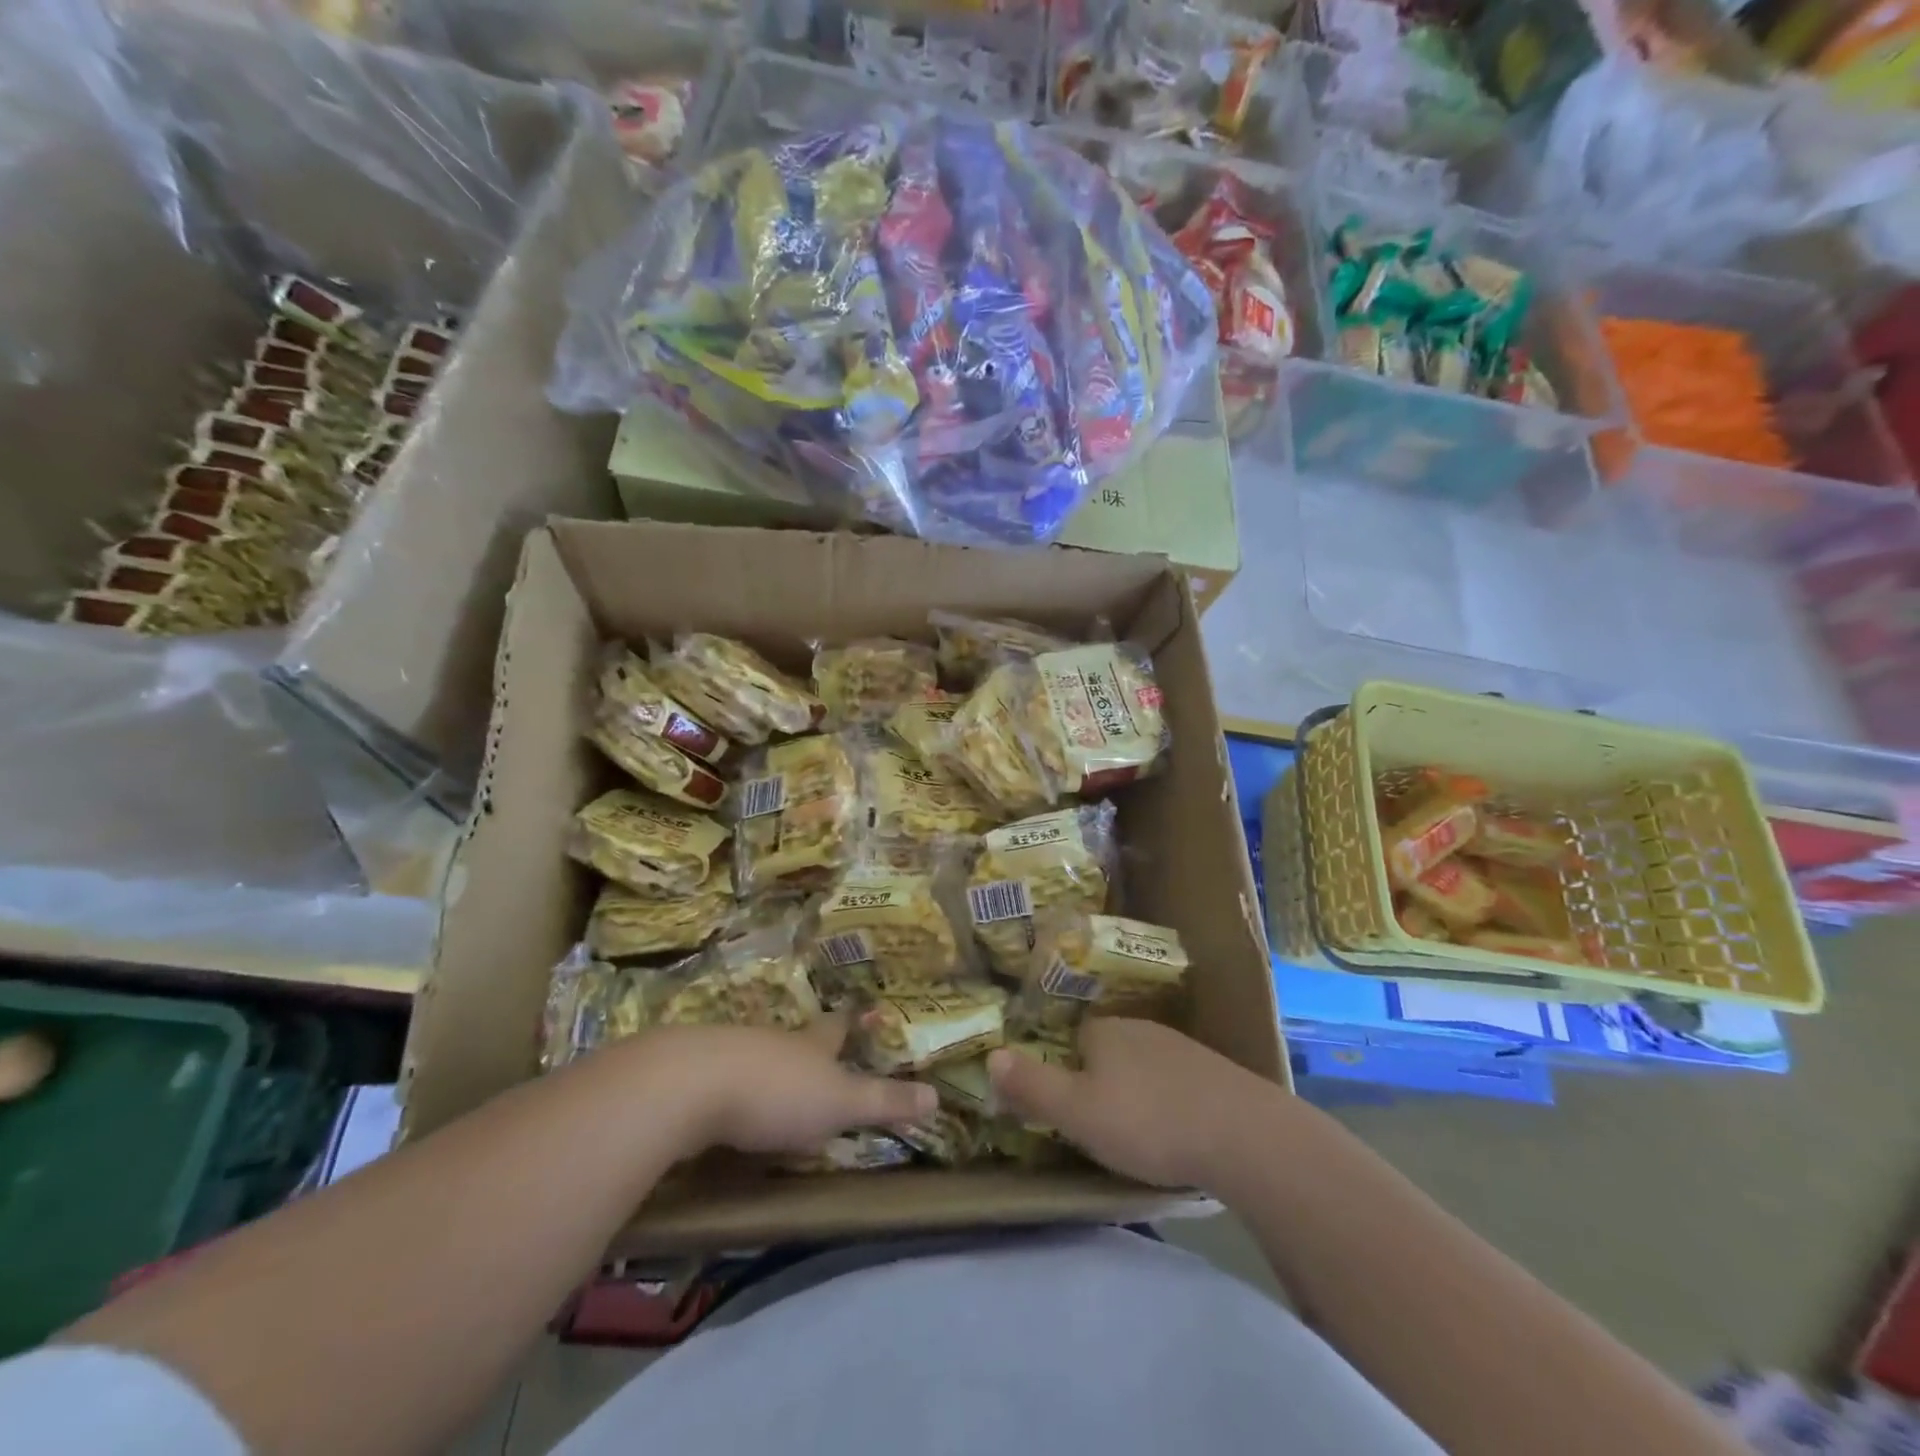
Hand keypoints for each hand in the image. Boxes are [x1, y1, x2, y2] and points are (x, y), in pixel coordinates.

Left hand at [644, 1015, 936, 1157]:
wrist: (690, 1085)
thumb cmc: (778, 1093)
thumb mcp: (839, 1103)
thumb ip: (884, 1102)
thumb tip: (938, 1096)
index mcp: (812, 1045)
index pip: (837, 1028)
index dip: (851, 1021)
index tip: (861, 1008)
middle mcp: (775, 1040)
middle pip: (797, 1037)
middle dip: (809, 1042)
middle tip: (817, 1048)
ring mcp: (731, 1051)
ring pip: (758, 1053)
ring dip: (768, 1064)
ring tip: (773, 1079)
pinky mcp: (693, 1072)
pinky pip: (720, 1075)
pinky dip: (729, 1084)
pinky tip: (725, 1104)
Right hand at [987, 1018, 1279, 1188]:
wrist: (1245, 1136)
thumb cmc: (1149, 1121)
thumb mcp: (1078, 1112)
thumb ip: (1031, 1086)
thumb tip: (990, 1055)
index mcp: (1104, 1031)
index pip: (1070, 1040)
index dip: (1062, 1071)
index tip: (1063, 1107)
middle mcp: (1140, 1028)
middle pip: (1105, 1052)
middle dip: (1098, 1083)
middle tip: (1096, 1127)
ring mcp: (1181, 1048)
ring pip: (1142, 1068)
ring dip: (1135, 1094)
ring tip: (1136, 1135)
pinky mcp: (1213, 1073)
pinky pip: (1175, 1083)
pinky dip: (1167, 1102)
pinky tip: (1176, 1132)